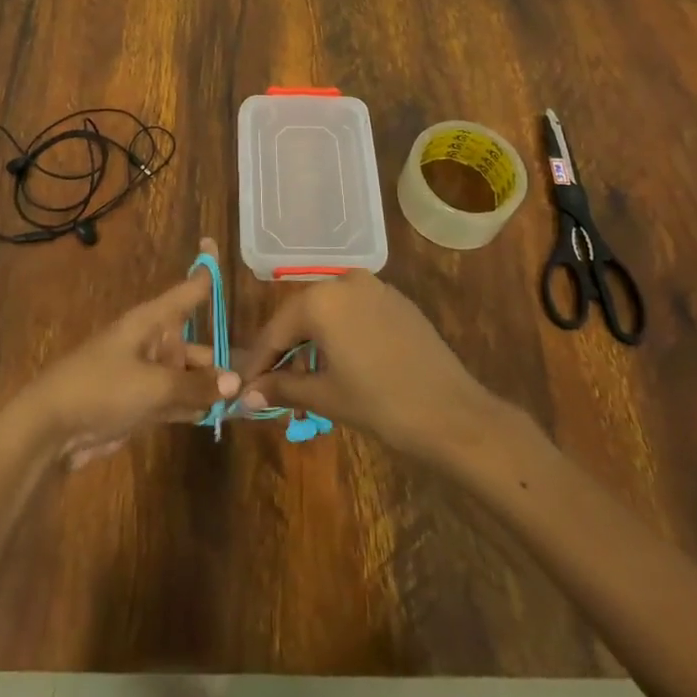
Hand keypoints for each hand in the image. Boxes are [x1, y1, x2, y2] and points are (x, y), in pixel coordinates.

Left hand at [15, 238, 238, 467]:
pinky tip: (218, 417)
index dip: (203, 270)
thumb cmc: (102, 389)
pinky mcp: (140, 403)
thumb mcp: (153, 386)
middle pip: (196, 343)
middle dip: (222, 359)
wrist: (52, 429)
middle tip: (257, 378)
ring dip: (210, 388)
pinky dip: (194, 406)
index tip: (212, 242)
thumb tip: (235, 383)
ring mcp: (146, 374)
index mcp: (151, 322)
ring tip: (246, 402)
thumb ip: (195, 386)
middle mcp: (152, 342)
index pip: (187, 291)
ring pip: (188, 375)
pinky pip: (176, 399)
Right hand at [235, 269, 497, 458]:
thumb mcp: (325, 396)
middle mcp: (345, 281)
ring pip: (329, 313)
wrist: (453, 414)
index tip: (243, 386)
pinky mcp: (397, 301)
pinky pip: (355, 313)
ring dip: (312, 343)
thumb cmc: (381, 404)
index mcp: (322, 299)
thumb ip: (282, 388)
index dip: (258, 361)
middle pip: (302, 316)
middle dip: (285, 350)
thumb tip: (244, 396)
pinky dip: (340, 335)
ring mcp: (375, 288)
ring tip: (304, 380)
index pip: (276, 329)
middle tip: (270, 384)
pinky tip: (339, 364)